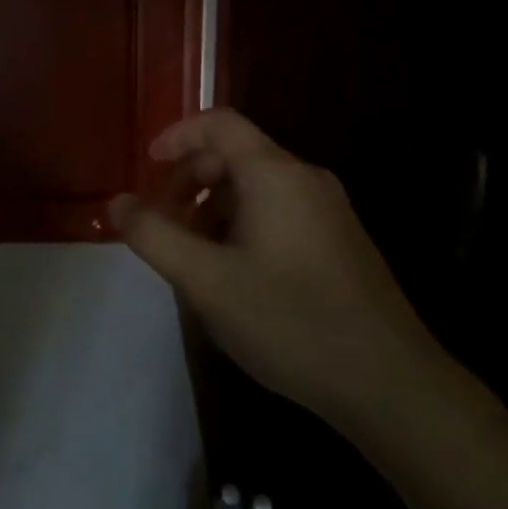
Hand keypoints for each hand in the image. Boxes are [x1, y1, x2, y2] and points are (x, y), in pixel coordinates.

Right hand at [109, 109, 440, 423]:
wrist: (391, 385)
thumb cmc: (290, 321)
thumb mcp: (206, 281)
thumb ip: (154, 236)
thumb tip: (116, 203)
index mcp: (275, 174)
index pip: (220, 123)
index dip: (178, 135)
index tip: (148, 166)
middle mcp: (306, 179)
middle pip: (236, 155)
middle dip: (191, 181)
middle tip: (163, 222)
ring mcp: (330, 210)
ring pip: (258, 187)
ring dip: (215, 207)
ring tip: (193, 254)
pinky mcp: (342, 241)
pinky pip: (281, 211)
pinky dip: (244, 223)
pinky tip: (235, 273)